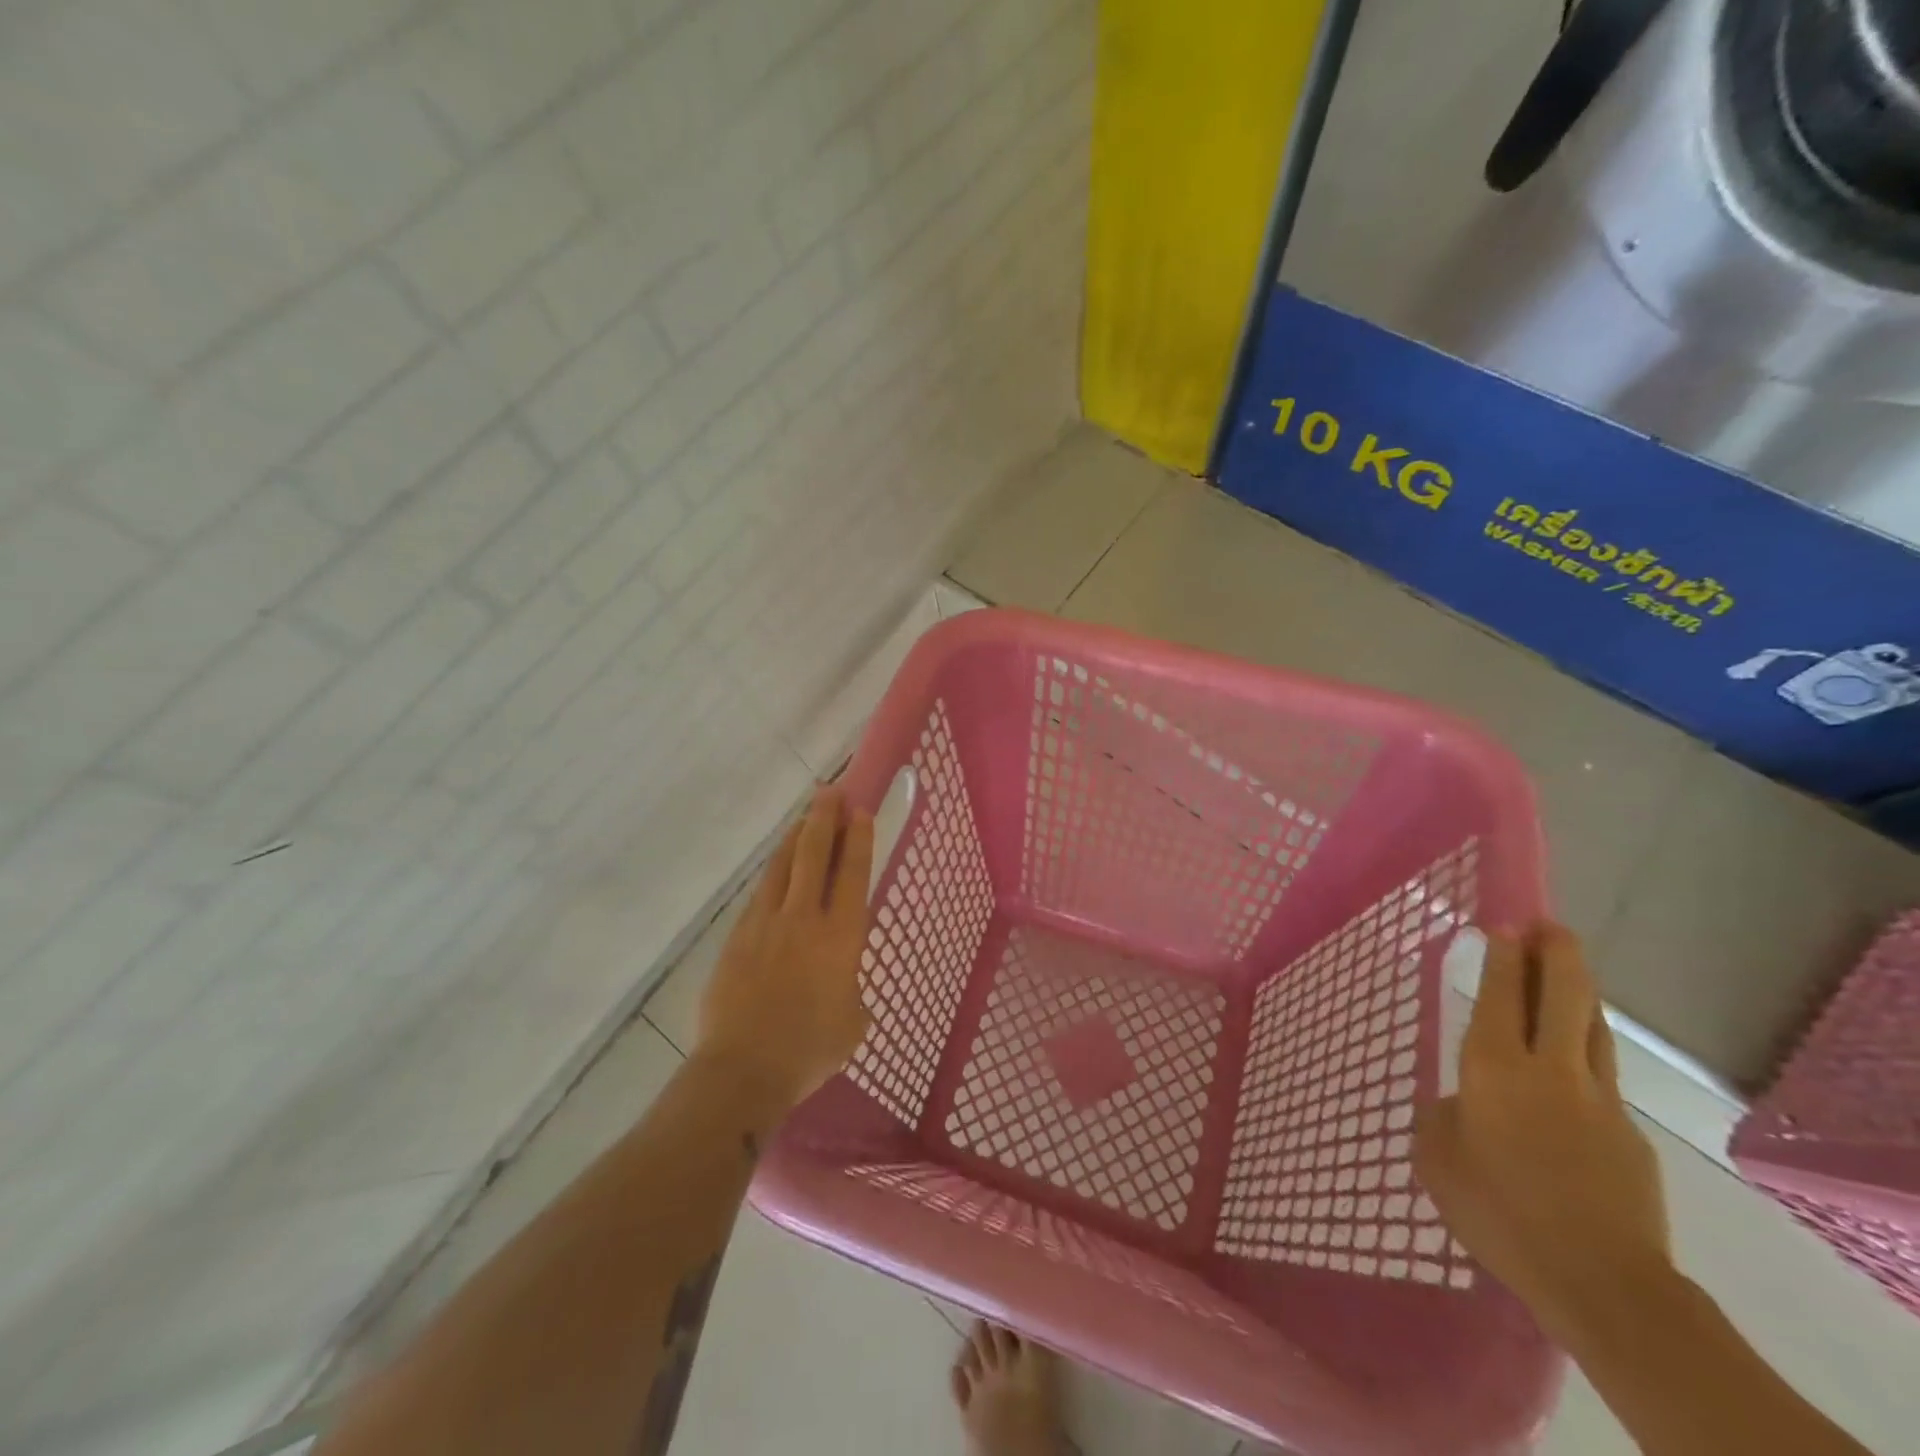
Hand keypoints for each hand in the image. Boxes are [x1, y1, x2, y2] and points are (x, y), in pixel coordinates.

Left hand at [695, 785, 873, 1109]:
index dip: (858, 839)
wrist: (744, 1068)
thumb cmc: (809, 1050)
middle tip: (831, 791)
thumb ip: (852, 989)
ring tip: (806, 816)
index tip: (859, 810)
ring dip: (797, 836)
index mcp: (841, 937)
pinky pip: (761, 891)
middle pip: (815, 854)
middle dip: (825, 819)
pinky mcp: (738, 935)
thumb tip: (841, 983)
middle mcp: (804, 918)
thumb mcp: (853, 1021)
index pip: (853, 874)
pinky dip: (775, 870)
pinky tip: (778, 865)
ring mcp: (767, 922)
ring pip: (783, 865)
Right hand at [1415, 923, 1670, 1344]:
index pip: (1503, 994)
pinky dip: (1585, 1052)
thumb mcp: (1438, 1157)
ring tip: (1567, 973)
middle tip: (1547, 925)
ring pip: (1593, 1028)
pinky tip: (1571, 1068)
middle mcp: (1551, 1069)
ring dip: (1580, 993)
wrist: (1602, 1282)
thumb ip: (1445, 1116)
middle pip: (1565, 994)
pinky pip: (1602, 1076)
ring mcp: (1599, 1100)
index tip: (1505, 925)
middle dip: (1557, 953)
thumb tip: (1463, 1105)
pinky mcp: (1630, 1137)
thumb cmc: (1498, 1209)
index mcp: (1495, 1067)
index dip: (1505, 956)